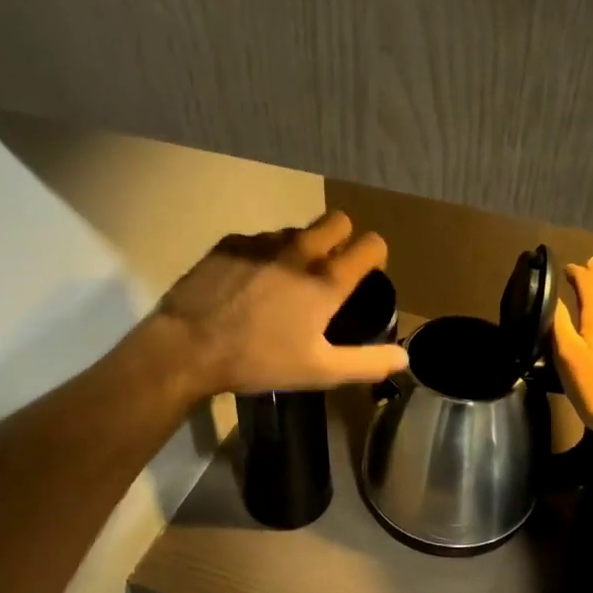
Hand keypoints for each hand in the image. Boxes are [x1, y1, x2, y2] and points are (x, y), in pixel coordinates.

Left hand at [151, 210, 408, 396]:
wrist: (188, 347)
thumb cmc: (259, 361)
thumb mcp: (319, 371)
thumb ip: (366, 363)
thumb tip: (404, 359)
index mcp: (326, 279)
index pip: (371, 243)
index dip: (374, 255)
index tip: (366, 272)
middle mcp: (299, 250)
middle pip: (337, 220)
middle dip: (341, 238)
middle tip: (329, 269)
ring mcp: (262, 242)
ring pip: (296, 230)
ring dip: (300, 248)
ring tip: (284, 282)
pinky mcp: (230, 242)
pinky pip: (259, 239)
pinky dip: (263, 255)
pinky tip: (248, 283)